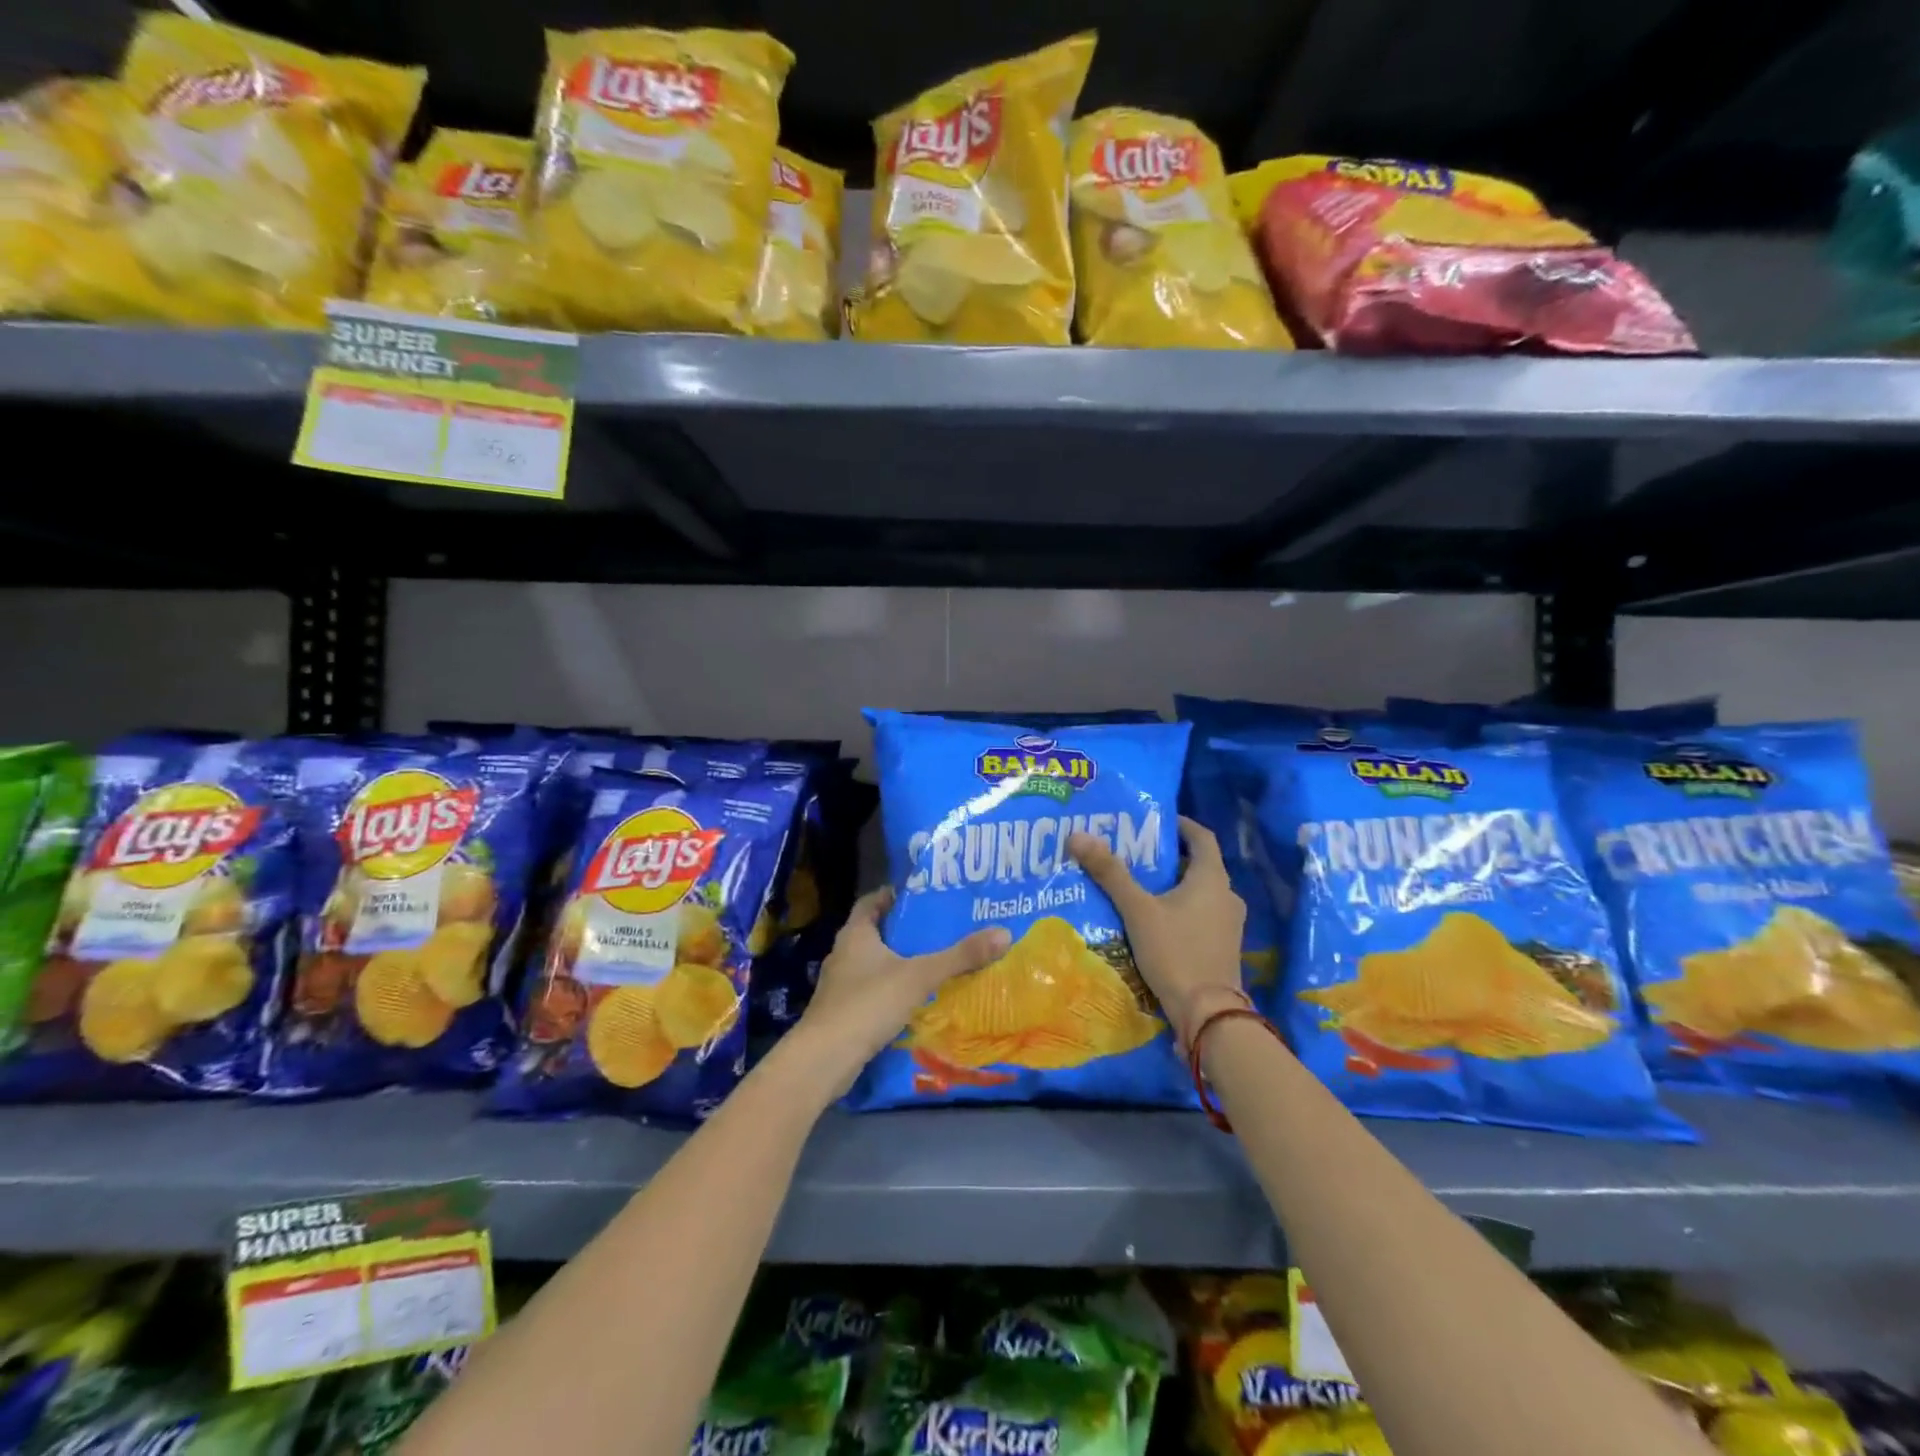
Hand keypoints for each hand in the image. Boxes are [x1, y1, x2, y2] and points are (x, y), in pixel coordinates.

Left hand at [790, 887, 1009, 1094]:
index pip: (872, 901)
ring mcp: (840, 985)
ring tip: (934, 963)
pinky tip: (916, 1000)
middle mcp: (844, 953)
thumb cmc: (868, 1003)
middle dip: (905, 930)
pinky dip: (892, 991)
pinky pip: (872, 992)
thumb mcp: (919, 976)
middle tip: (940, 929)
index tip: (923, 896)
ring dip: (899, 963)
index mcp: (855, 934)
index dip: (894, 895)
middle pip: (876, 932)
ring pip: (874, 964)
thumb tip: (1004, 933)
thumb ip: (959, 956)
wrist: (825, 1059)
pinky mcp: (843, 1013)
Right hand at [1068, 816, 1246, 1048]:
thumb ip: (1110, 873)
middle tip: (1136, 855)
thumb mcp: (1138, 910)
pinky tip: (1154, 921)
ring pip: (1199, 893)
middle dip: (1169, 858)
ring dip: (1174, 886)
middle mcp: (1227, 896)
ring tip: (1140, 887)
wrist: (1208, 1015)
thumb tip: (1078, 836)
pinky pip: (1201, 916)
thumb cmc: (1175, 952)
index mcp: (1212, 879)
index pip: (1202, 837)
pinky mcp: (1223, 947)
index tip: (1155, 822)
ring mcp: (1229, 925)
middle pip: (1199, 865)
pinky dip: (1181, 910)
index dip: (1181, 825)